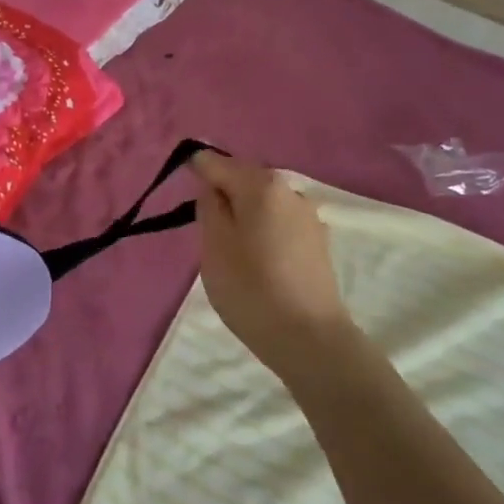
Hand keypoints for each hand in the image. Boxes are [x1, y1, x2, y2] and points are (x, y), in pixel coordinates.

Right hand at [193, 152, 351, 372]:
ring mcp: (309, 216)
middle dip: (223, 196)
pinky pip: (279, 223)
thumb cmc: (251, 289)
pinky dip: (263, 232)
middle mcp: (290, 190)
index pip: (216, 163)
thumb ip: (208, 206)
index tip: (185, 200)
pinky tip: (259, 262)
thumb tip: (212, 185)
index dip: (195, 174)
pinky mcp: (318, 242)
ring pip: (263, 203)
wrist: (310, 340)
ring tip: (232, 251)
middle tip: (206, 233)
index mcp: (261, 184)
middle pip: (244, 179)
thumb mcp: (213, 245)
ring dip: (244, 216)